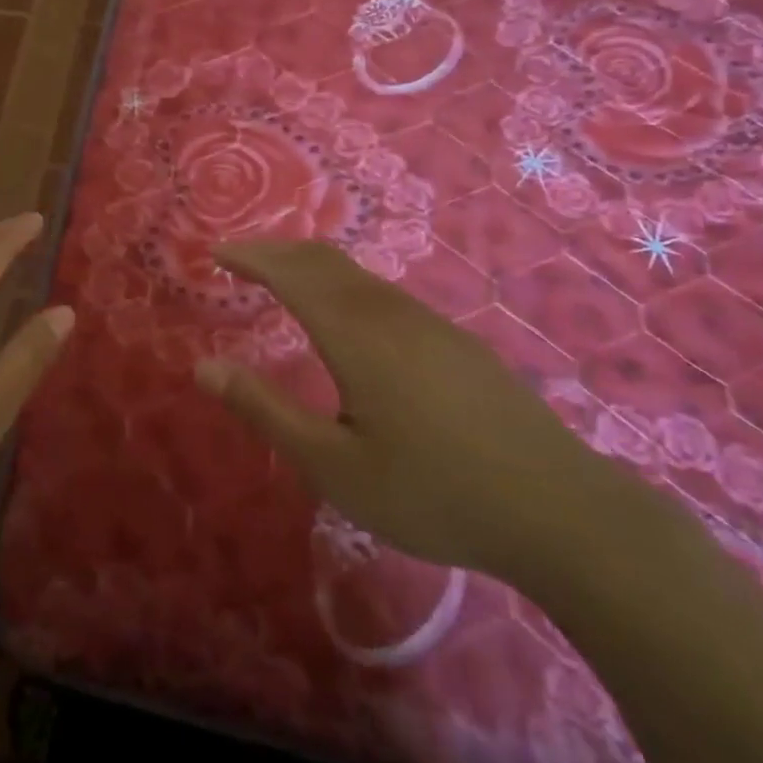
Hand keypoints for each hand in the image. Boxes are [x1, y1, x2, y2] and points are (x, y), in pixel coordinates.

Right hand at [196, 239, 604, 580]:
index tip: (215, 252)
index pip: (291, 273)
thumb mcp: (332, 466)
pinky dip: (345, 285)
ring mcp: (431, 324)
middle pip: (325, 260)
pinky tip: (348, 317)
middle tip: (239, 257)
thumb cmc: (432, 493)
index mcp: (355, 335)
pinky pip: (385, 294)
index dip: (250, 257)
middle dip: (276, 250)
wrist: (559, 511)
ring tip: (282, 279)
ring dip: (312, 266)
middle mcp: (391, 313)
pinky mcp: (456, 342)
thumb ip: (265, 410)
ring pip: (358, 275)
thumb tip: (203, 366)